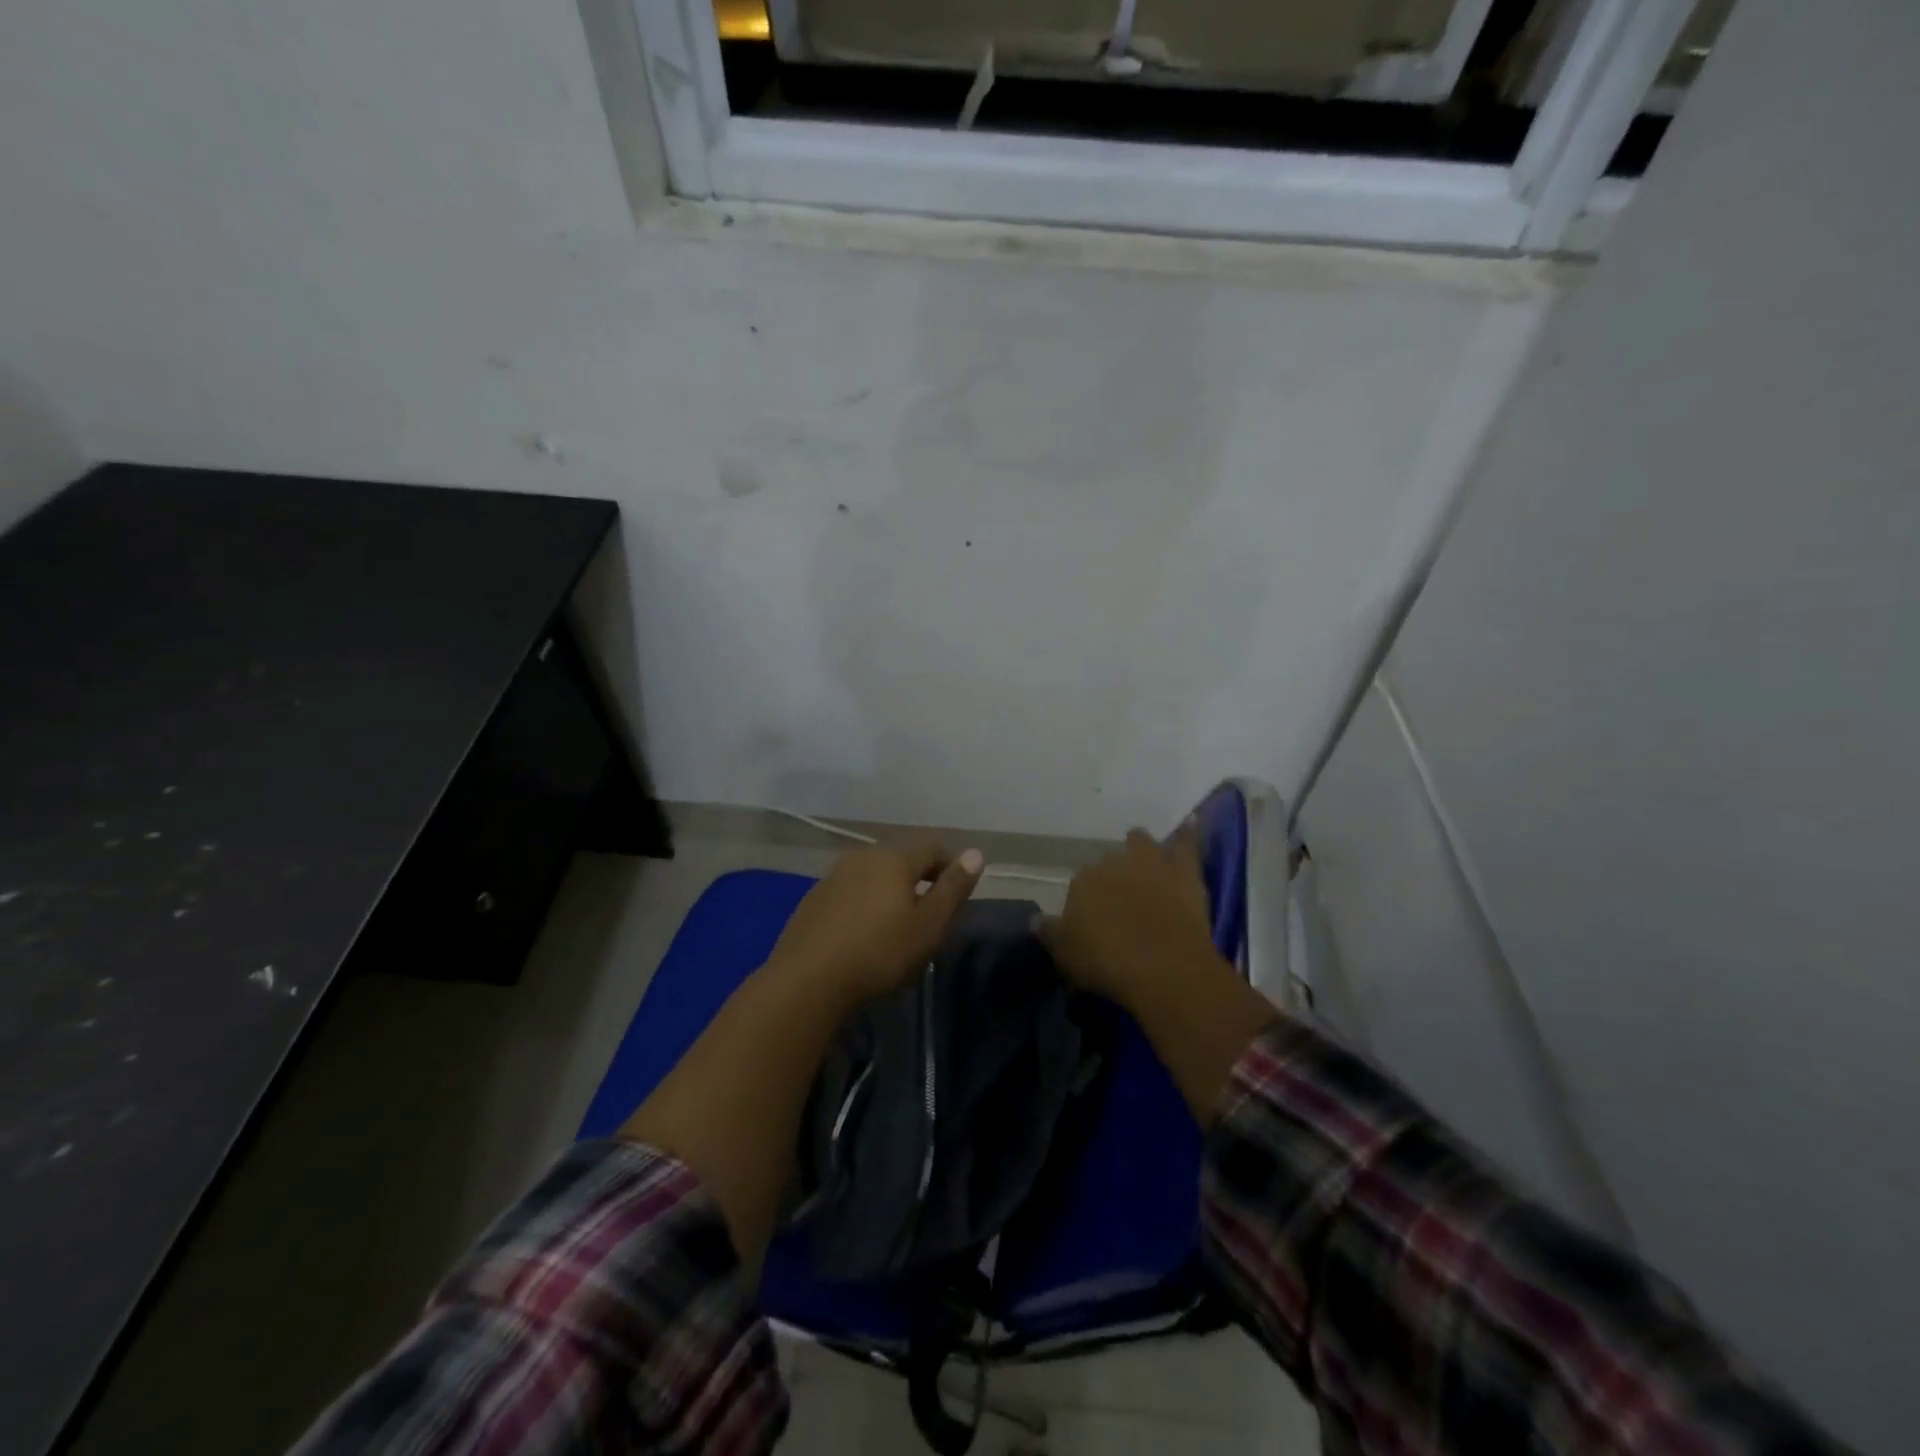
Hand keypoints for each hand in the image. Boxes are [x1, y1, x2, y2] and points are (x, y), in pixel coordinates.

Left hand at [767, 840, 985, 1006]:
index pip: (932, 848)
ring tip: (894, 925)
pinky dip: (862, 904)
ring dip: (887, 891)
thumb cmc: (879, 952)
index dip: (949, 866)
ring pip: (872, 875)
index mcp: (894, 859)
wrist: (807, 980)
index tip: (957, 892)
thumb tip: (975, 853)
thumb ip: (953, 888)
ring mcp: (833, 876)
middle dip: (918, 879)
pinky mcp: (813, 899)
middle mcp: (863, 856)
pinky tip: (861, 934)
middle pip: (900, 859)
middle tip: (928, 913)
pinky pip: (849, 892)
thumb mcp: (928, 925)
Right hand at [1041, 828, 1219, 1008]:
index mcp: (1082, 881)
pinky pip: (1187, 842)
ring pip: (1140, 842)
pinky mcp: (1183, 869)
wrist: (1161, 965)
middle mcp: (1111, 862)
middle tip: (1122, 900)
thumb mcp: (1065, 955)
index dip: (1089, 900)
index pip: (1081, 882)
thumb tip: (1035, 919)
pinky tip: (1192, 823)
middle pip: (1109, 861)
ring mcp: (1149, 861)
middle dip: (1114, 875)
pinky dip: (1187, 834)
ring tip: (1146, 863)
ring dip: (1141, 850)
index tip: (1095, 918)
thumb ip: (1049, 932)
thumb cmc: (1106, 963)